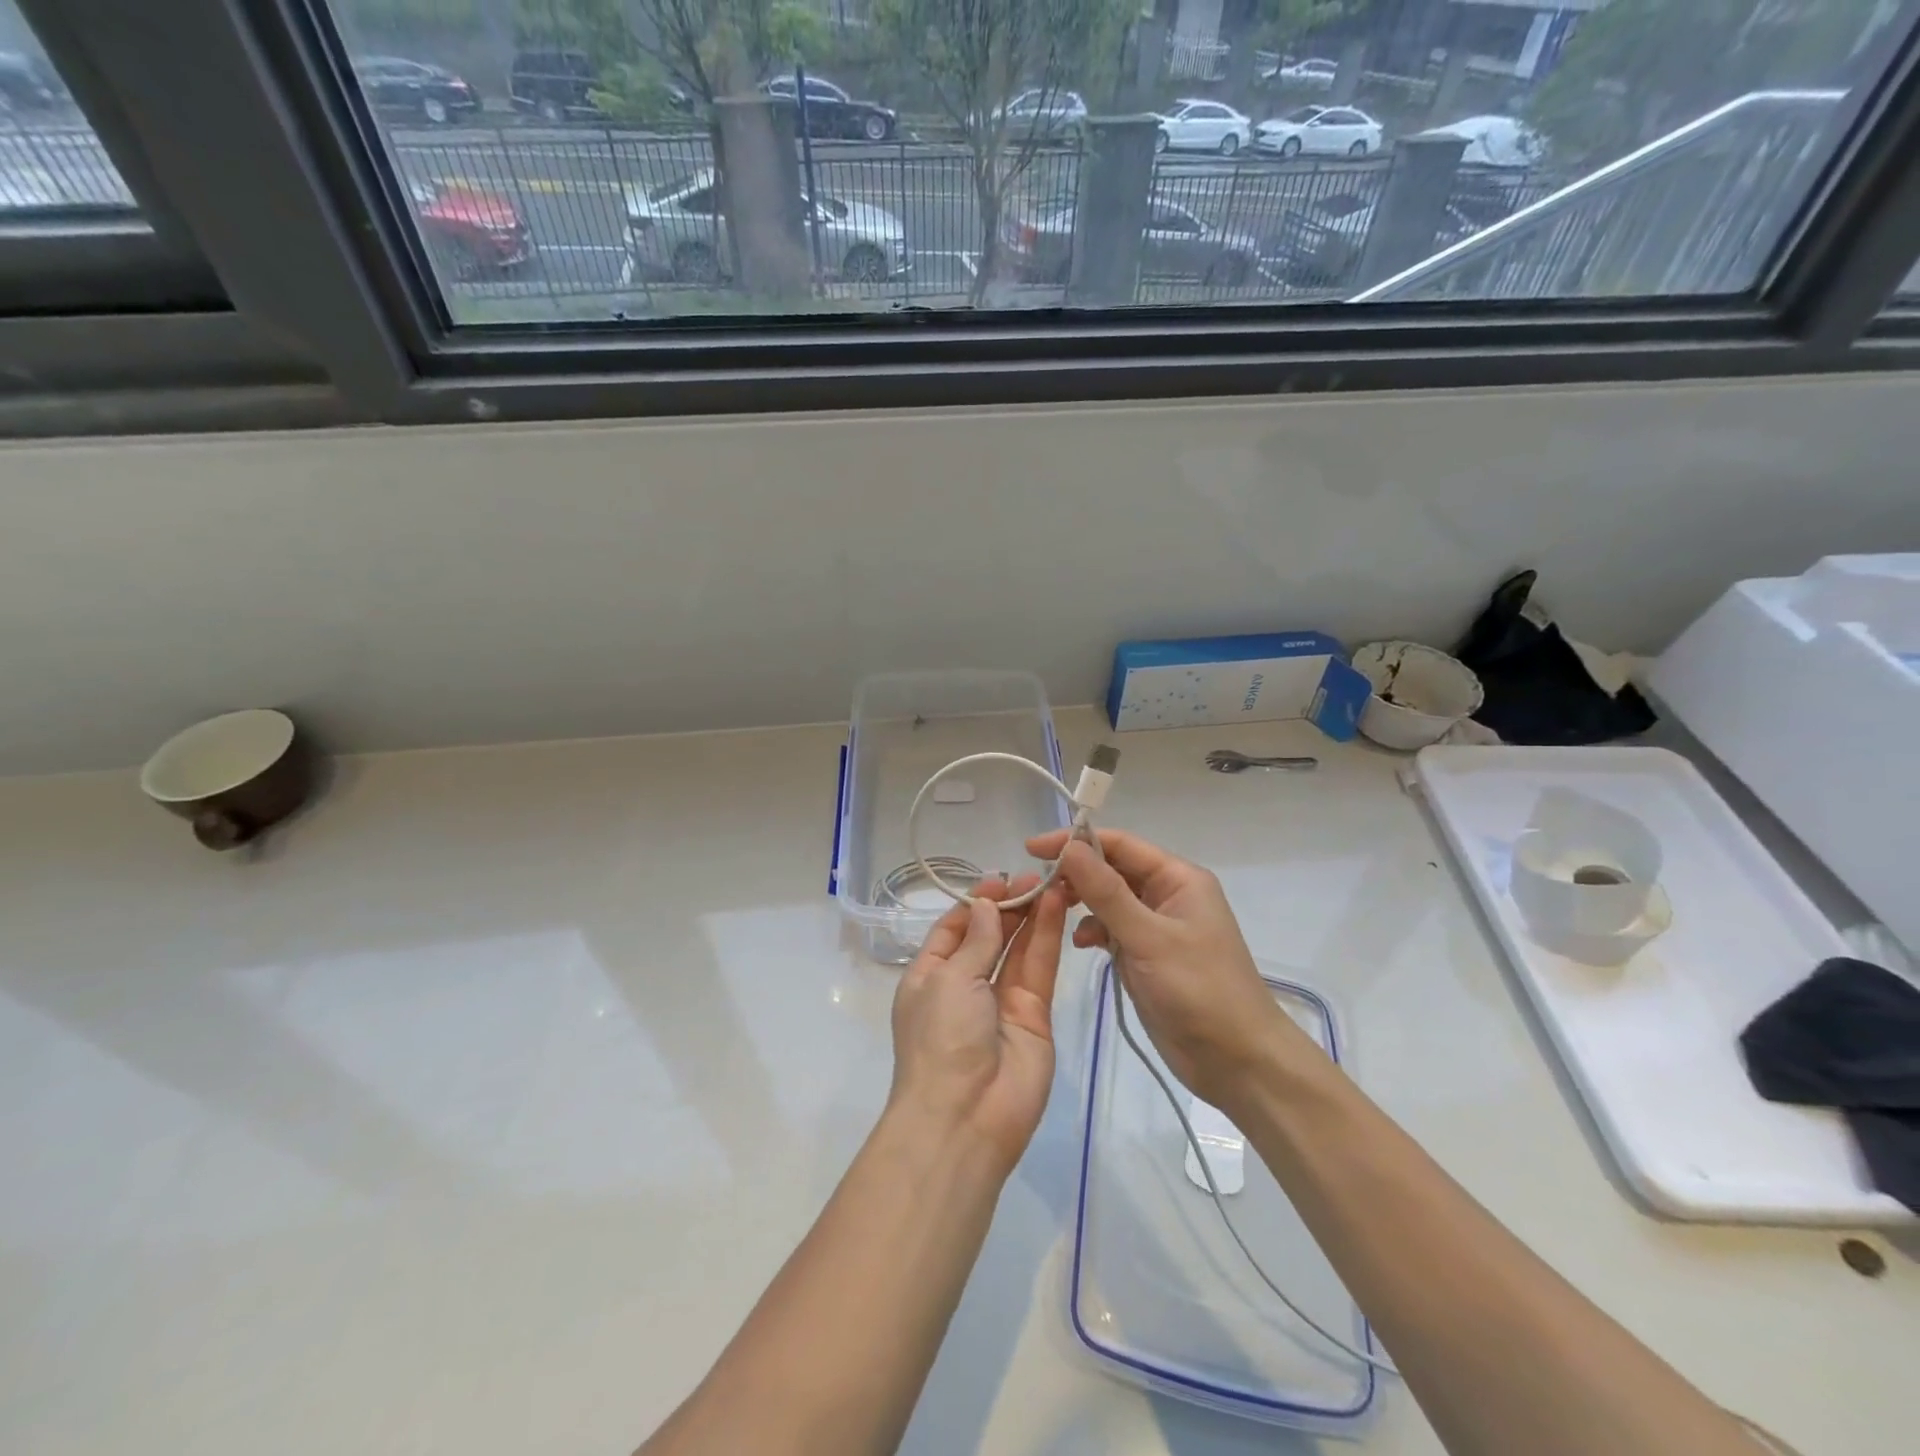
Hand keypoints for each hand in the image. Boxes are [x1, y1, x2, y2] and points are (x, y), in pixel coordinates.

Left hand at [887, 874, 1068, 1171]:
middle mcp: (965, 986)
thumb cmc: (941, 1039)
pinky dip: (1047, 937)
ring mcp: (1001, 1001)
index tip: (1001, 879)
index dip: (977, 903)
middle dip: (1008, 906)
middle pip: (989, 936)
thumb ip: (975, 941)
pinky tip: (1057, 906)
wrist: (965, 1117)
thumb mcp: (948, 980)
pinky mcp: (1034, 1015)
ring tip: (1052, 881)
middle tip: (1035, 875)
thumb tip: (986, 905)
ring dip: (1032, 915)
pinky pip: (1038, 969)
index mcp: (930, 976)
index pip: (954, 929)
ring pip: (1018, 948)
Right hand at [1026, 828, 1323, 1109]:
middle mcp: (1167, 894)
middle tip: (1037, 887)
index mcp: (1178, 878)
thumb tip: (1068, 846)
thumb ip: (1106, 892)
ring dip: (1082, 903)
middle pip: (1112, 869)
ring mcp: (1157, 926)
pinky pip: (1112, 929)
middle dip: (1076, 874)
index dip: (1075, 841)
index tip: (1032, 850)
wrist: (1237, 1061)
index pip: (1119, 844)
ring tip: (1053, 913)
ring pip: (1109, 900)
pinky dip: (1093, 931)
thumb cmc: (1199, 990)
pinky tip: (1081, 944)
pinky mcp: (1147, 955)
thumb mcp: (1149, 938)